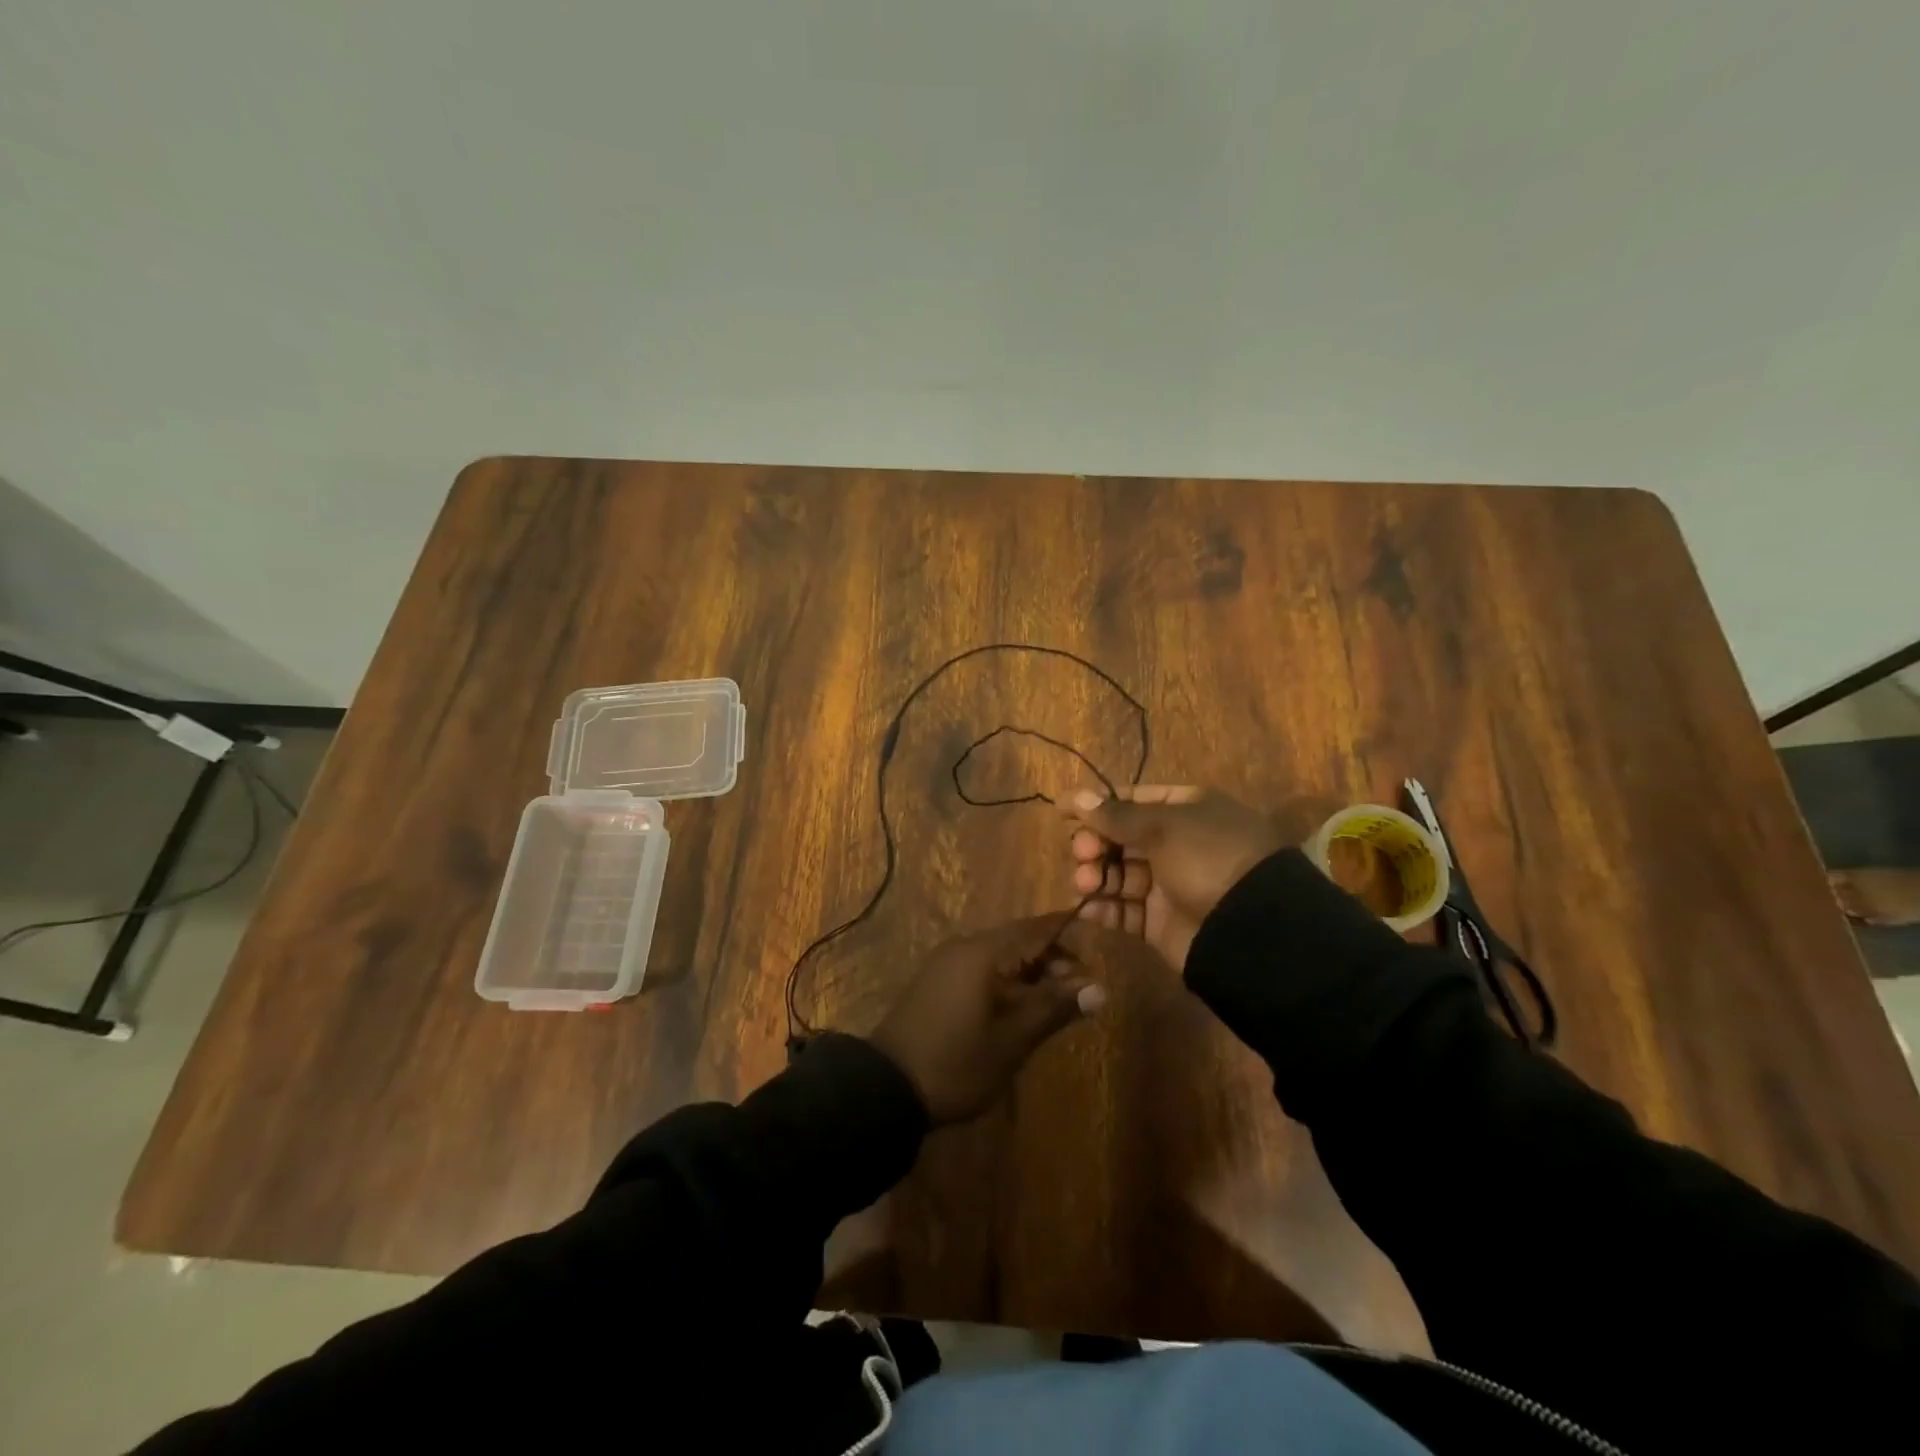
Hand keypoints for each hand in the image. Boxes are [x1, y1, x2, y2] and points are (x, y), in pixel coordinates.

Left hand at [869, 917, 1105, 1124]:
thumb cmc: (956, 1062)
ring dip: (1031, 973)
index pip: (1036, 927)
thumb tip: (1099, 988)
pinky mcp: (937, 981)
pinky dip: (1007, 981)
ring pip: (1001, 955)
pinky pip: (982, 968)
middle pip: (1019, 939)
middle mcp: (964, 946)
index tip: (1099, 950)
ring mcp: (947, 962)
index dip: (1069, 934)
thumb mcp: (1012, 1040)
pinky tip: (1019, 1010)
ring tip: (1056, 1006)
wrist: (887, 1087)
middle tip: (1081, 994)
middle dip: (1053, 960)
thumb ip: (1054, 1008)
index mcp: (983, 951)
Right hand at [1067, 786, 1282, 972]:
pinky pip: (1124, 911)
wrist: (1250, 928)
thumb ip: (1115, 815)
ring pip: (1118, 875)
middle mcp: (1176, 844)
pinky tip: (1087, 906)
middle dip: (1095, 843)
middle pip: (1121, 838)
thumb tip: (1074, 797)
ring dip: (1095, 875)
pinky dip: (1103, 907)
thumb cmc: (1208, 858)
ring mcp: (1168, 885)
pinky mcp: (1159, 923)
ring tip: (1083, 881)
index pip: (1133, 800)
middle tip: (1082, 852)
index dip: (1098, 805)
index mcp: (1186, 811)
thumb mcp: (1163, 826)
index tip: (1062, 812)